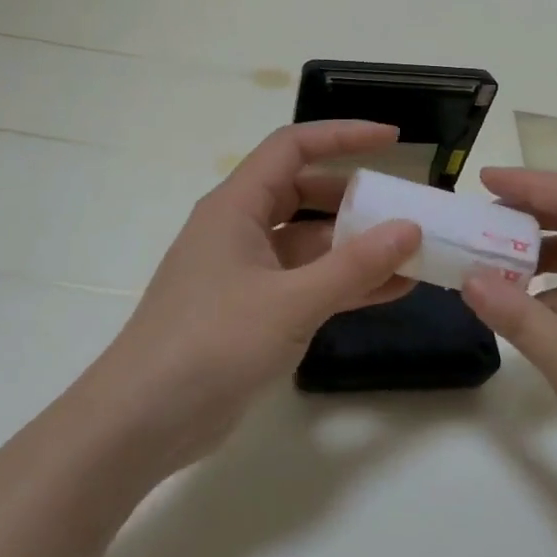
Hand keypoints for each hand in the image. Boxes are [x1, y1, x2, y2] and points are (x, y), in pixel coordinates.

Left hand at [77, 122, 421, 478]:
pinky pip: (307, 283)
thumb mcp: (290, 302)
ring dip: (356, 246)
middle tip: (407, 208)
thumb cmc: (211, 344)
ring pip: (310, 243)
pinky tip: (391, 290)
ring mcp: (246, 273)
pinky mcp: (253, 311)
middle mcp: (240, 229)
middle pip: (305, 193)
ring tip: (413, 253)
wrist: (143, 421)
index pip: (292, 148)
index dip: (343, 136)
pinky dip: (344, 283)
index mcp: (236, 206)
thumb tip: (410, 229)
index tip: (393, 140)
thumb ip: (354, 265)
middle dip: (356, 198)